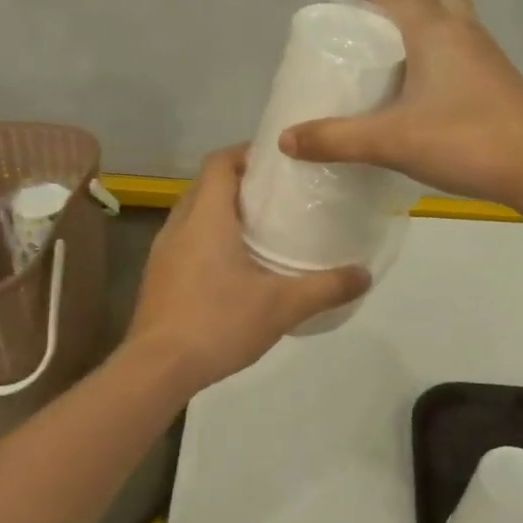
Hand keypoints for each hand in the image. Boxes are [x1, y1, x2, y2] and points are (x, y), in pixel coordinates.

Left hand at [124, 146, 368, 391]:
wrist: (157, 369)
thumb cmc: (218, 323)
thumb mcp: (282, 306)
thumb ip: (326, 287)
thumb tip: (365, 274)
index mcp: (206, 217)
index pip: (220, 162)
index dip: (247, 153)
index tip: (279, 161)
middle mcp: (179, 225)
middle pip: (208, 186)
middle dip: (241, 184)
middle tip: (280, 196)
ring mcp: (163, 252)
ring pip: (195, 215)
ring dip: (224, 213)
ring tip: (263, 229)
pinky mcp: (158, 277)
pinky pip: (187, 241)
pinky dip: (210, 240)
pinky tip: (236, 268)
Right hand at [278, 0, 522, 207]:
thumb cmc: (464, 141)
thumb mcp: (390, 141)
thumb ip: (336, 139)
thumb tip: (286, 139)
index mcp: (435, 28)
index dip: (362, 8)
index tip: (339, 38)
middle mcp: (464, 30)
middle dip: (400, 4)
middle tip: (373, 42)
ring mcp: (487, 55)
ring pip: (451, 21)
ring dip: (422, 32)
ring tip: (389, 71)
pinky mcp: (498, 81)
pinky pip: (462, 52)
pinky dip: (439, 59)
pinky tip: (421, 99)